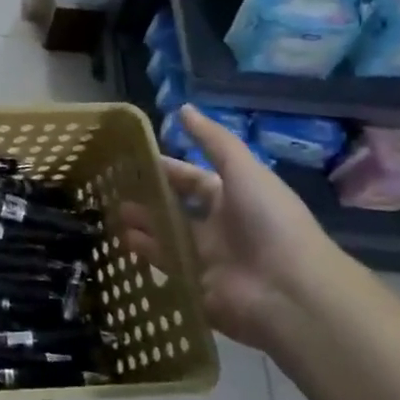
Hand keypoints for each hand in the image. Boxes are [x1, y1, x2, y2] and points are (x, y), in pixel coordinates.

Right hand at [120, 106, 346, 350]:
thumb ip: (213, 141)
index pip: (193, 180)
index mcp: (234, 198)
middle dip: (148, 199)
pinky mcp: (197, 285)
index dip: (166, 169)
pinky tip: (122, 240)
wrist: (290, 291)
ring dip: (142, 224)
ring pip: (167, 236)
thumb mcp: (243, 171)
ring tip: (110, 213)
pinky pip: (166, 266)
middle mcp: (220, 227)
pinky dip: (145, 253)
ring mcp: (208, 258)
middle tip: (111, 188)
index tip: (131, 160)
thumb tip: (182, 108)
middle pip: (177, 209)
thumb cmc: (269, 223)